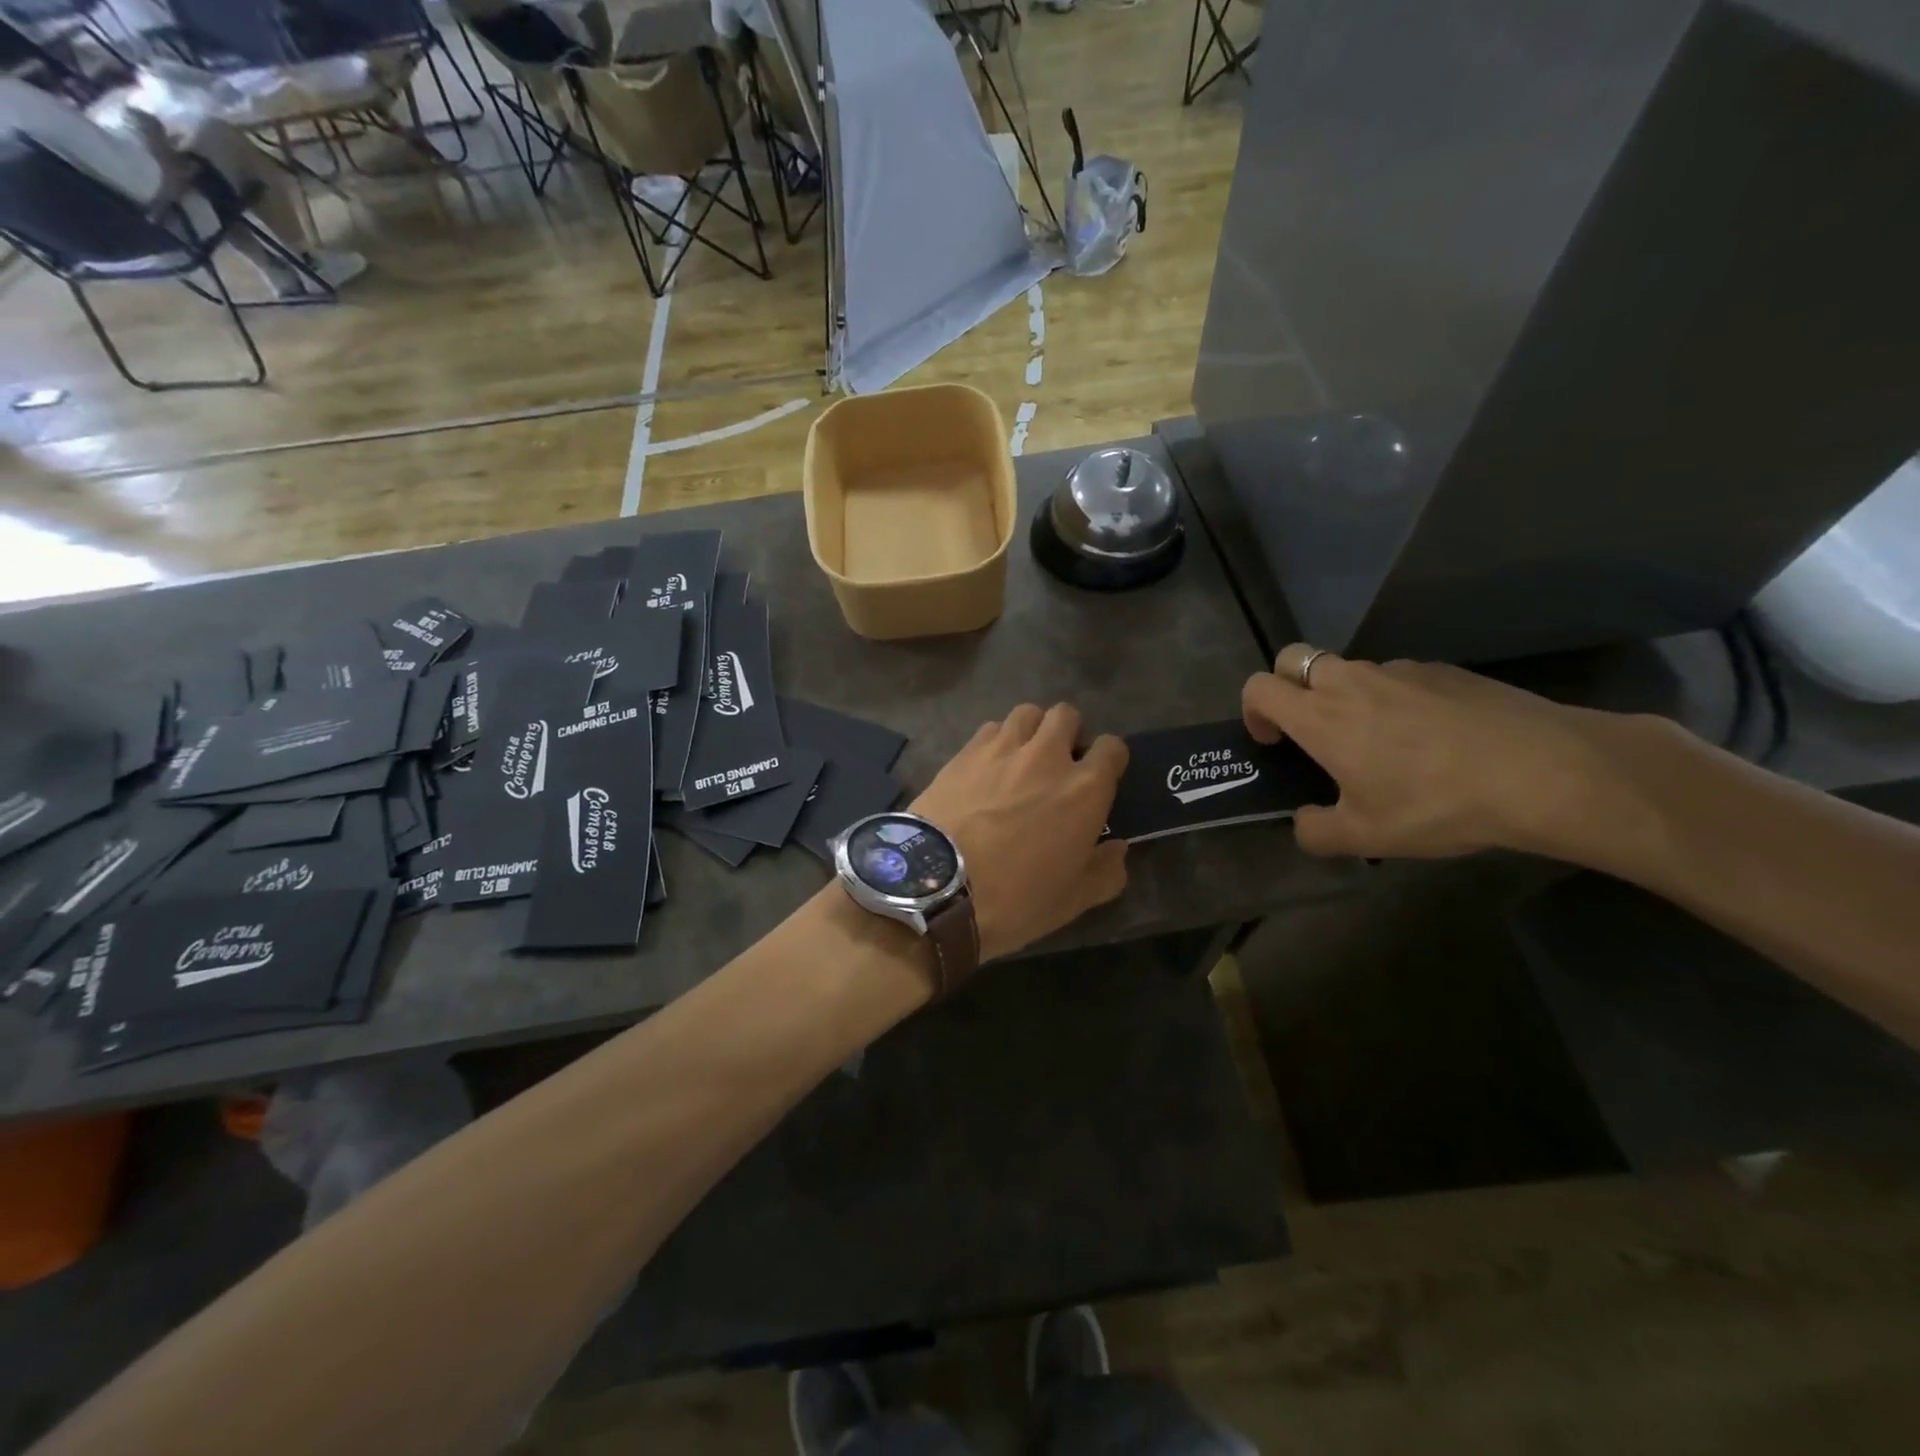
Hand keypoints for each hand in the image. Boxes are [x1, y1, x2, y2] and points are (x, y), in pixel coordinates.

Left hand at [912, 704, 1129, 959]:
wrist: (936, 887)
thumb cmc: (1015, 898)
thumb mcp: (1073, 901)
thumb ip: (1105, 871)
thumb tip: (1118, 849)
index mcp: (1084, 789)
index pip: (1112, 748)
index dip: (1109, 760)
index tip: (1099, 779)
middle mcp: (1047, 756)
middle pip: (1067, 715)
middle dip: (1069, 733)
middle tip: (1059, 764)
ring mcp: (1002, 749)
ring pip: (1027, 713)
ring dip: (1032, 730)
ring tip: (1022, 759)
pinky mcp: (964, 752)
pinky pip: (990, 728)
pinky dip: (996, 740)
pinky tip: (987, 767)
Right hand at [1243, 647, 1640, 860]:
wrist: (1542, 771)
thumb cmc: (1436, 803)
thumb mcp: (1367, 836)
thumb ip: (1317, 831)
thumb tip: (1305, 823)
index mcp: (1320, 716)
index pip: (1259, 687)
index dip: (1253, 711)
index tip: (1273, 742)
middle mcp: (1351, 682)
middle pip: (1296, 658)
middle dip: (1289, 686)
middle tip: (1311, 729)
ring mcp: (1401, 670)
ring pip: (1351, 669)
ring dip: (1346, 695)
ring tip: (1383, 743)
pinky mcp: (1445, 670)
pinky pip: (1400, 677)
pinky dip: (1396, 699)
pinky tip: (1433, 738)